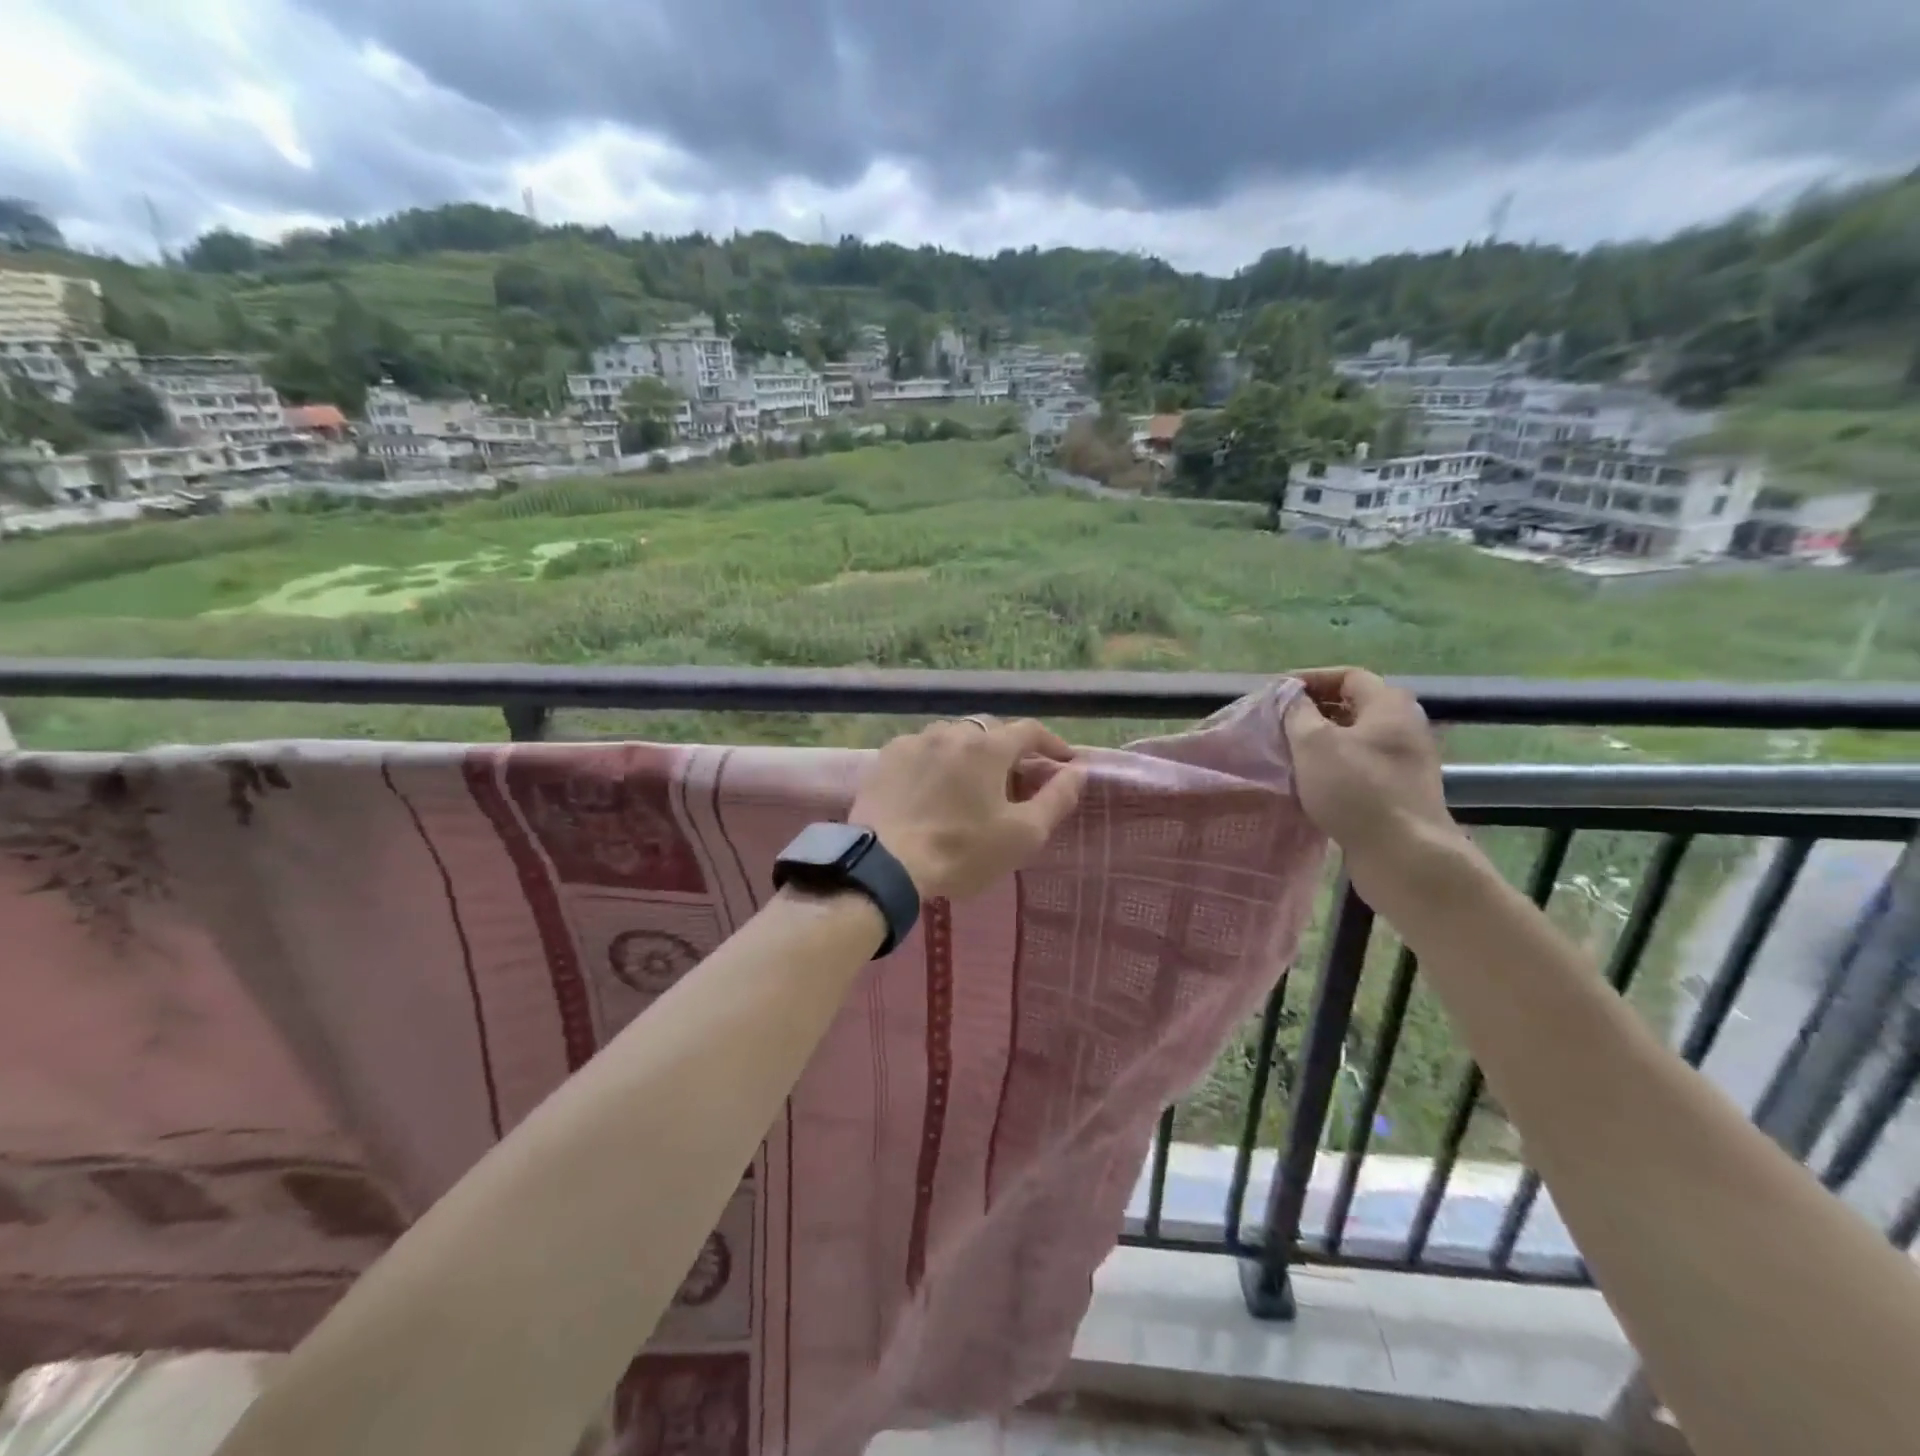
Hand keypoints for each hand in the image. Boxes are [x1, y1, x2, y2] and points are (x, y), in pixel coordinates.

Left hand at [850, 717, 1088, 899]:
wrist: (885, 864)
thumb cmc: (962, 851)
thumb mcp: (1023, 834)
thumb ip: (1057, 798)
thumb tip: (1078, 770)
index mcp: (987, 746)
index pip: (1030, 730)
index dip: (1052, 744)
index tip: (1064, 762)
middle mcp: (951, 732)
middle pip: (990, 731)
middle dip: (1009, 749)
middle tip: (1017, 778)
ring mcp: (914, 741)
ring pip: (953, 737)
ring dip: (970, 752)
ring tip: (973, 782)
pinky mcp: (887, 758)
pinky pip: (922, 749)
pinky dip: (937, 761)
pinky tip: (933, 787)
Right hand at [1282, 668, 1460, 885]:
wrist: (1404, 854)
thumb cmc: (1356, 789)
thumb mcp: (1314, 743)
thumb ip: (1296, 712)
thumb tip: (1290, 696)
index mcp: (1389, 705)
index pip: (1347, 675)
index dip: (1310, 679)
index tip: (1277, 694)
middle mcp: (1404, 726)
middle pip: (1353, 706)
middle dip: (1313, 711)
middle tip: (1278, 724)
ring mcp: (1405, 762)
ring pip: (1355, 739)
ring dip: (1321, 742)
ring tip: (1288, 753)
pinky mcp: (1399, 792)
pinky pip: (1360, 767)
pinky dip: (1333, 767)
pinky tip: (1310, 783)